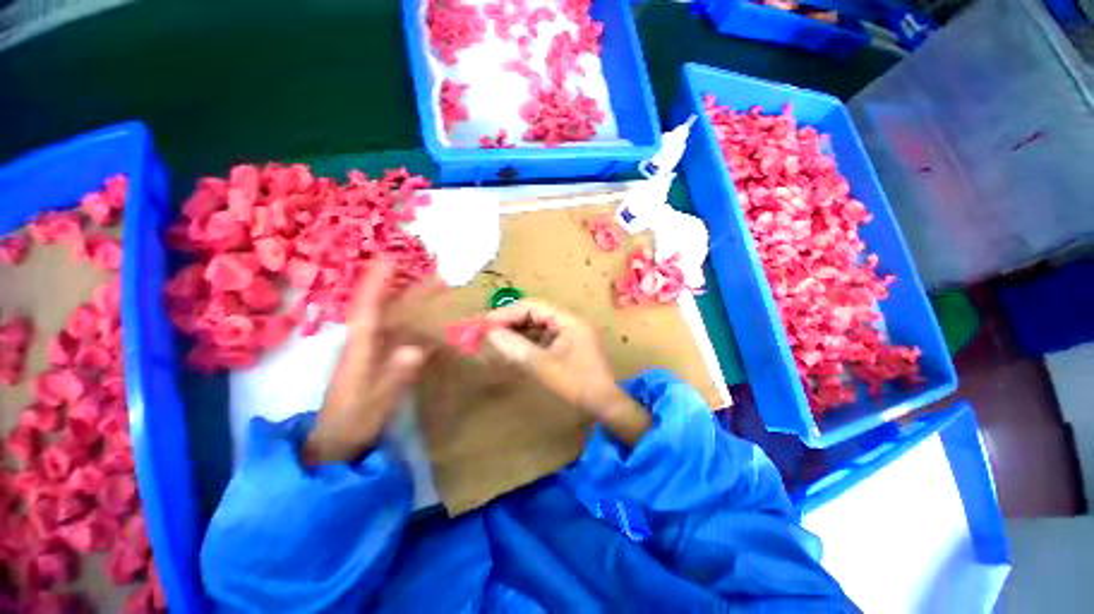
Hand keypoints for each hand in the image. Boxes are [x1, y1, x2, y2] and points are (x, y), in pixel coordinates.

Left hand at [303, 262, 426, 464]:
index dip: (376, 282)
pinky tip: (432, 321)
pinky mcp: (379, 359)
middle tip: (433, 273)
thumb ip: (395, 377)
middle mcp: (365, 341)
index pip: (367, 307)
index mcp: (359, 347)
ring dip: (412, 300)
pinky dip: (415, 322)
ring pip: (393, 317)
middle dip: (404, 286)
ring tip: (436, 289)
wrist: (336, 443)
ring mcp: (372, 350)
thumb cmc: (353, 423)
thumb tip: (415, 350)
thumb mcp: (375, 403)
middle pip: (384, 306)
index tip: (389, 258)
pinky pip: (399, 333)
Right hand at [483, 299, 651, 445]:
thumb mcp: (544, 366)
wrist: (605, 405)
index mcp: (568, 320)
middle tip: (487, 331)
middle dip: (511, 321)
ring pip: (538, 325)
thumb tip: (491, 333)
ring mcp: (570, 333)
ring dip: (518, 331)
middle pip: (535, 313)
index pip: (533, 306)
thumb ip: (517, 347)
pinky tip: (513, 347)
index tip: (486, 323)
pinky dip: (528, 341)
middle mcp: (569, 321)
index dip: (508, 313)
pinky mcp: (568, 345)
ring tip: (496, 338)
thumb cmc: (577, 384)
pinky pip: (543, 337)